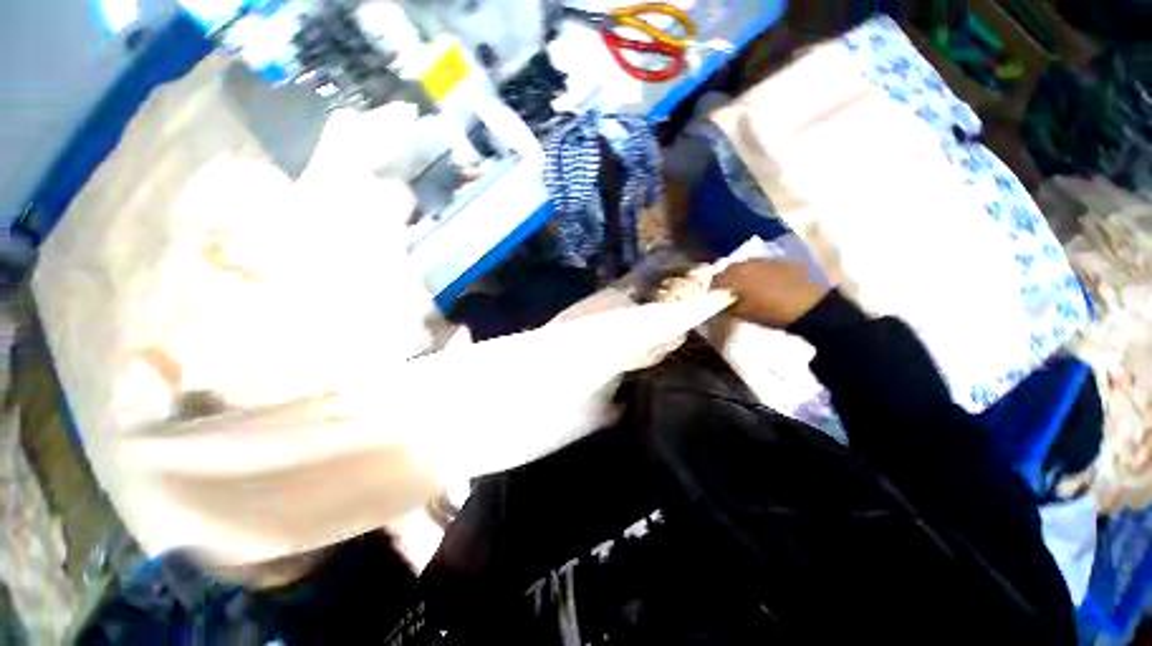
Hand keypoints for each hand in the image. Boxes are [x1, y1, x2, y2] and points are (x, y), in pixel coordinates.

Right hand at [712, 261, 829, 327]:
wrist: (813, 307)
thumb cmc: (772, 312)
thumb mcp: (744, 313)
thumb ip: (728, 307)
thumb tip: (720, 305)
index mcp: (736, 275)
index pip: (715, 279)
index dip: (711, 288)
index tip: (711, 297)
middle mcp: (749, 262)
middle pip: (731, 269)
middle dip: (727, 279)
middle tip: (727, 291)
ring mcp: (768, 260)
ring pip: (748, 265)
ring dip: (743, 274)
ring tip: (746, 287)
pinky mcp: (784, 262)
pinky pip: (764, 266)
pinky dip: (760, 273)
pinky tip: (764, 284)